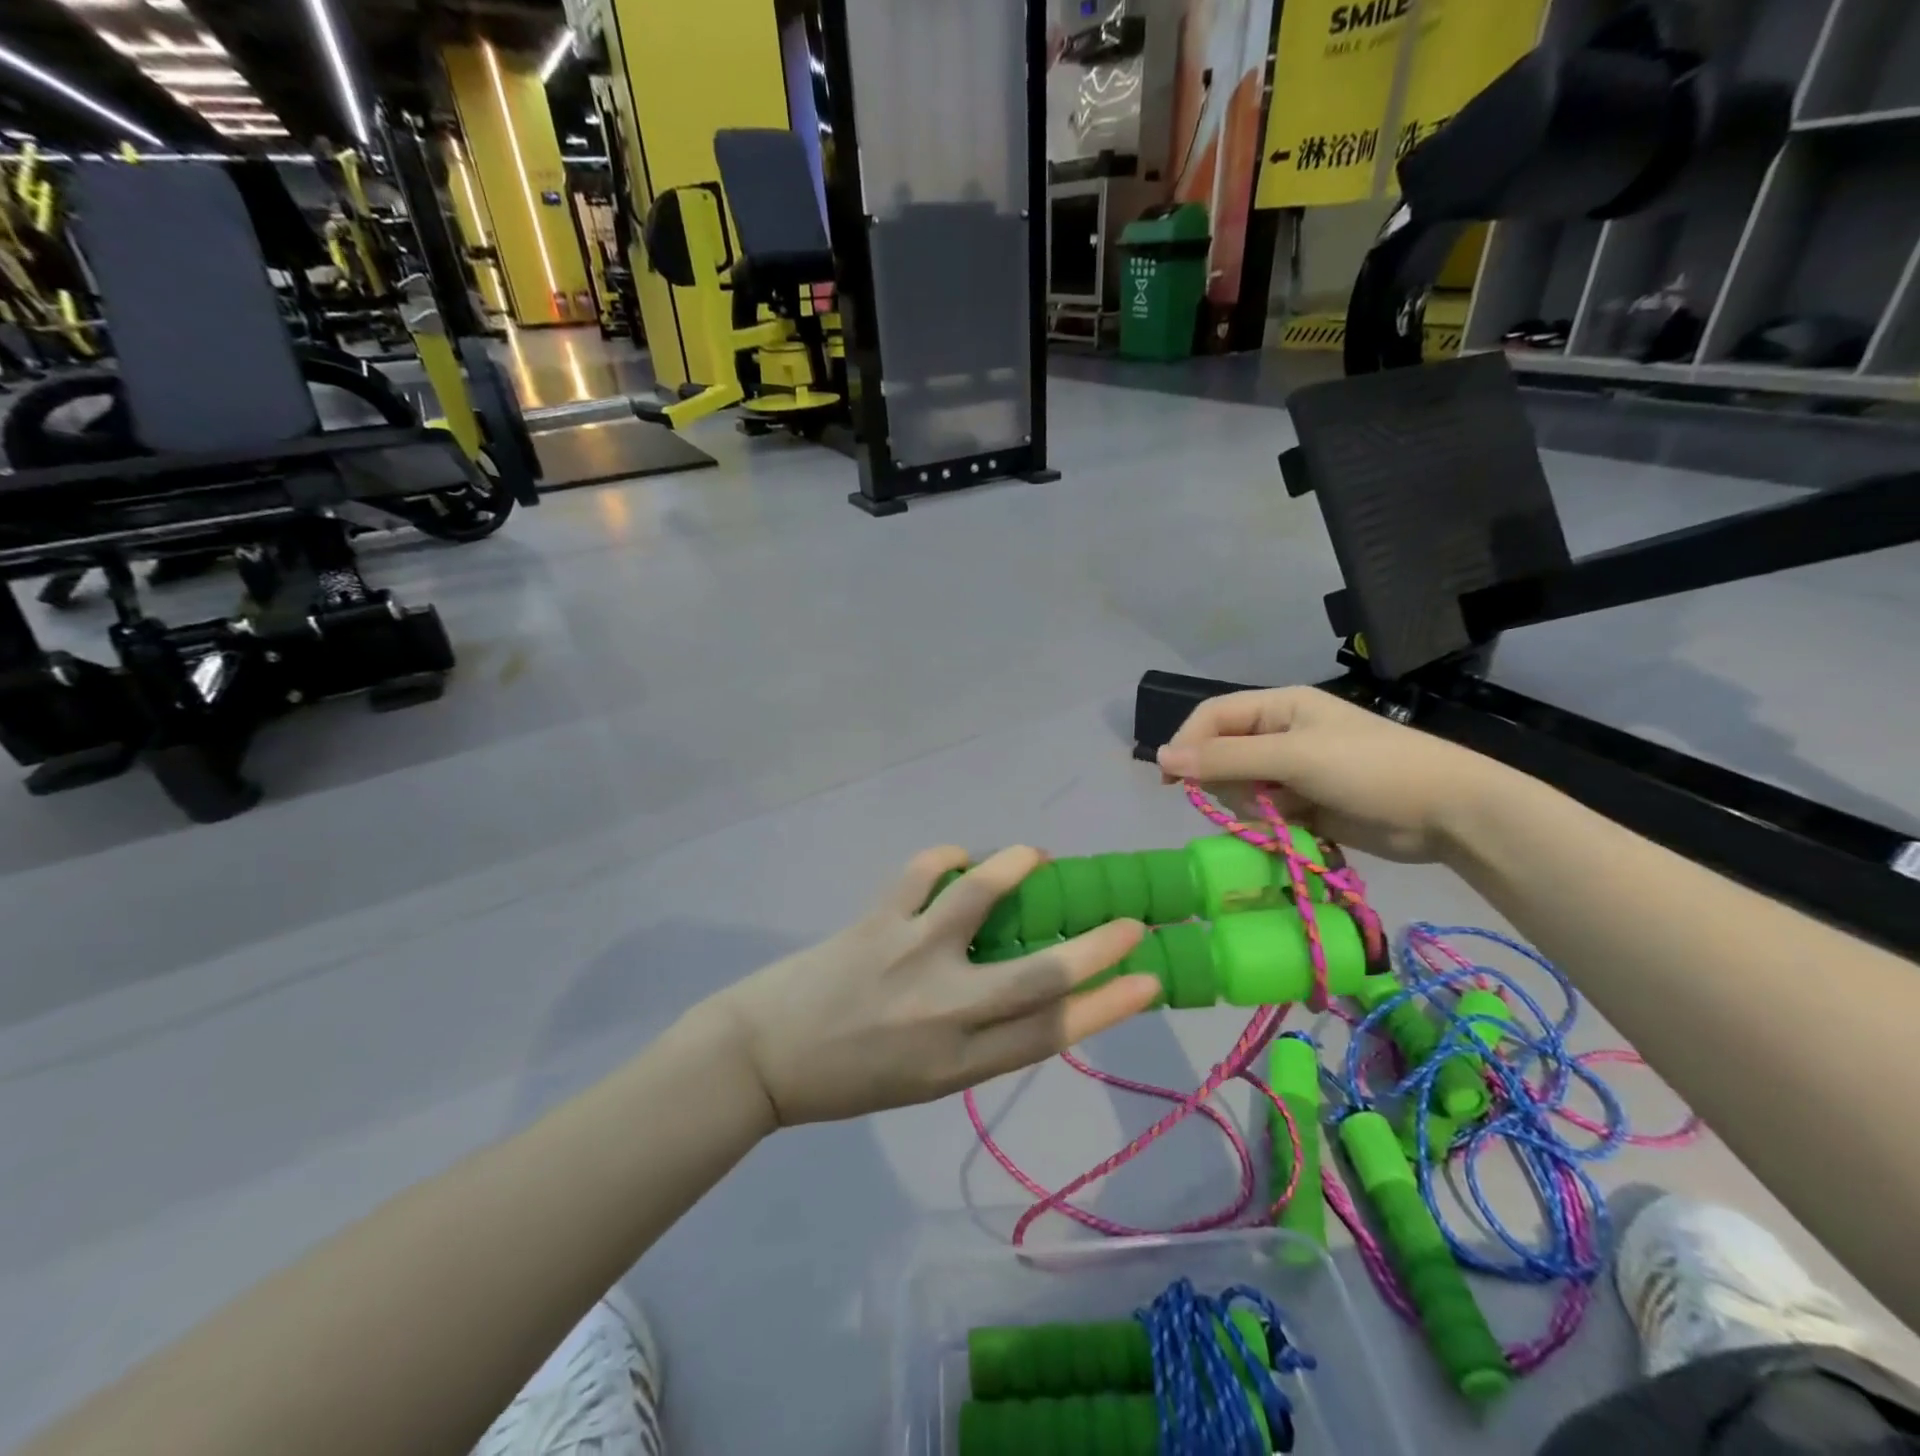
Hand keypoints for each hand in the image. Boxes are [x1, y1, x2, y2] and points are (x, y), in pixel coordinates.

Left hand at [711, 847, 1157, 1125]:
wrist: (763, 1060)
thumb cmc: (850, 1078)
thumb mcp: (926, 1077)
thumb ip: (978, 1036)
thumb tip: (1028, 986)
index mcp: (958, 1063)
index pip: (1050, 1033)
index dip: (1107, 1006)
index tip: (1149, 981)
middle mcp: (943, 1011)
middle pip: (1037, 977)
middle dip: (1094, 948)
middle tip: (1129, 921)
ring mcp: (909, 957)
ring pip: (979, 899)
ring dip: (1016, 869)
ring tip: (1038, 857)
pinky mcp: (875, 921)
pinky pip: (921, 872)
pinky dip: (946, 856)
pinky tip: (957, 856)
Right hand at [1155, 686, 1505, 862]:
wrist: (1447, 812)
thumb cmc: (1370, 769)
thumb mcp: (1293, 757)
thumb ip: (1225, 758)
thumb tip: (1161, 756)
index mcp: (1278, 707)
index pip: (1212, 717)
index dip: (1186, 743)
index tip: (1170, 781)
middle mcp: (1280, 734)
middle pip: (1221, 755)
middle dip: (1228, 782)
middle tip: (1256, 799)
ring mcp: (1293, 771)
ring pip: (1239, 789)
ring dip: (1252, 806)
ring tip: (1287, 814)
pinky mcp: (1304, 803)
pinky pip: (1263, 812)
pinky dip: (1270, 823)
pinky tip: (1299, 827)